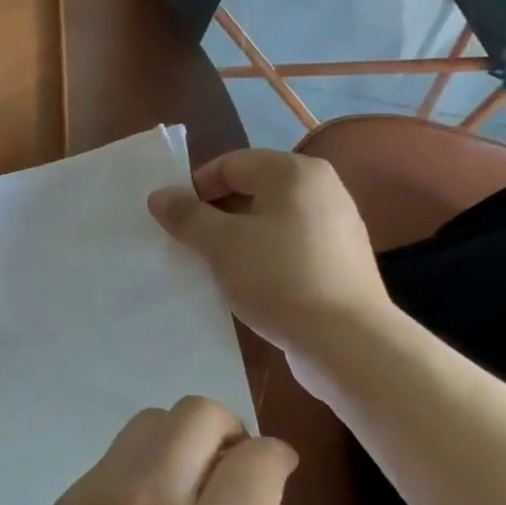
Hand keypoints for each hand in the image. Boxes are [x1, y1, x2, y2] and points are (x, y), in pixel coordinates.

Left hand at [29, 398, 294, 504]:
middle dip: (228, 431)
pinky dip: (142, 466)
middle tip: (230, 471)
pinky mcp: (67, 500)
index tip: (275, 473)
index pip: (258, 455)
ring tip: (184, 486)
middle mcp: (150, 503)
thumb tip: (262, 476)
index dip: (277, 458)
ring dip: (180, 440)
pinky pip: (117, 455)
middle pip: (197, 412)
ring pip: (151, 420)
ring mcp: (99, 496)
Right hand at [148, 149, 392, 381]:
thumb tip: (159, 195)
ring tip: (213, 266)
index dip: (195, 188)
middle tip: (188, 244)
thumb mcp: (222, 244)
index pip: (231, 164)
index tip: (172, 221)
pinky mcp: (339, 259)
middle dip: (214, 214)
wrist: (346, 340)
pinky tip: (247, 283)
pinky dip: (262, 255)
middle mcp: (322, 188)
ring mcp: (336, 225)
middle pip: (252, 189)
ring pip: (270, 220)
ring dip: (236, 237)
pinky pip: (288, 245)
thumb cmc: (279, 278)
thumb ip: (187, 216)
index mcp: (295, 172)